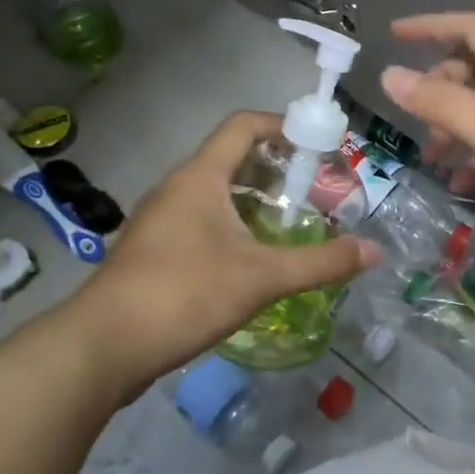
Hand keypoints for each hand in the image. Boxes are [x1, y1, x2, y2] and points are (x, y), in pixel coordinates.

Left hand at [78, 112, 380, 394]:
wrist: (101, 348)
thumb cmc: (183, 293)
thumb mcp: (261, 277)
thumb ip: (320, 262)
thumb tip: (374, 251)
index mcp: (200, 177)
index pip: (243, 125)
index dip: (284, 125)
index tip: (319, 144)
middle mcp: (177, 188)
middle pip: (232, 158)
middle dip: (277, 168)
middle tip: (315, 190)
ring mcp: (160, 220)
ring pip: (216, 193)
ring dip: (255, 200)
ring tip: (291, 224)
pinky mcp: (153, 251)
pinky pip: (201, 221)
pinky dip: (233, 226)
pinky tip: (253, 259)